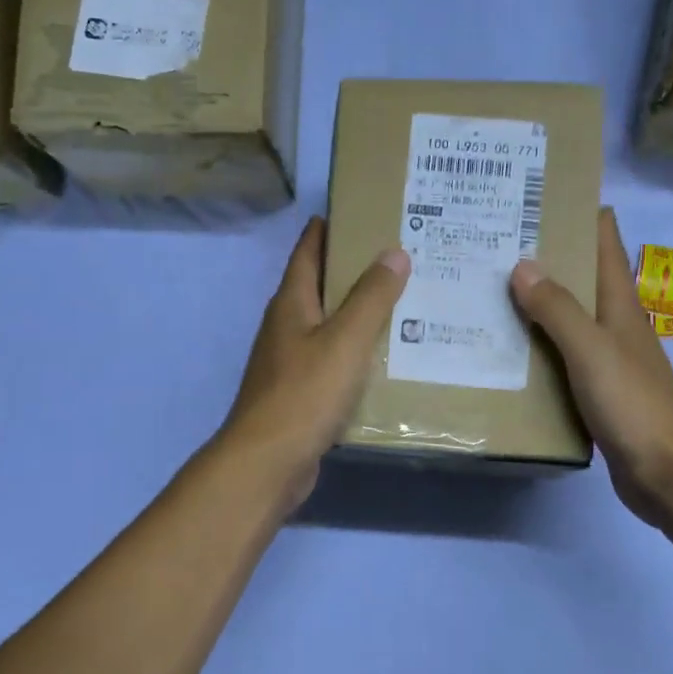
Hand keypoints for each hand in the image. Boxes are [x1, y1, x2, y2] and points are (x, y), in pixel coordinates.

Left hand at [220, 216, 409, 512]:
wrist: (269, 461)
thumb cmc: (305, 393)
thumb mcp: (345, 340)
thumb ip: (371, 297)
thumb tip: (394, 252)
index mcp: (291, 303)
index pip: (308, 249)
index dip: (331, 227)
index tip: (365, 212)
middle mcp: (286, 326)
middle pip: (320, 286)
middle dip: (355, 270)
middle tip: (402, 258)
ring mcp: (290, 362)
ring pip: (329, 326)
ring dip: (358, 314)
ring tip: (404, 304)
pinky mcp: (300, 393)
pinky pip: (333, 361)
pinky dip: (357, 353)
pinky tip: (387, 359)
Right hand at [510, 207, 672, 525]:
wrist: (667, 472)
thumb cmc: (634, 404)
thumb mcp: (591, 350)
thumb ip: (558, 309)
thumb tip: (522, 265)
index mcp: (620, 304)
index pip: (604, 240)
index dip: (577, 212)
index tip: (535, 195)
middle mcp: (615, 324)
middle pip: (579, 277)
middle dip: (543, 257)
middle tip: (491, 243)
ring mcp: (606, 359)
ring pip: (566, 319)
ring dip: (534, 304)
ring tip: (486, 291)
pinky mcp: (597, 391)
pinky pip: (560, 358)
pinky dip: (535, 348)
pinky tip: (504, 351)